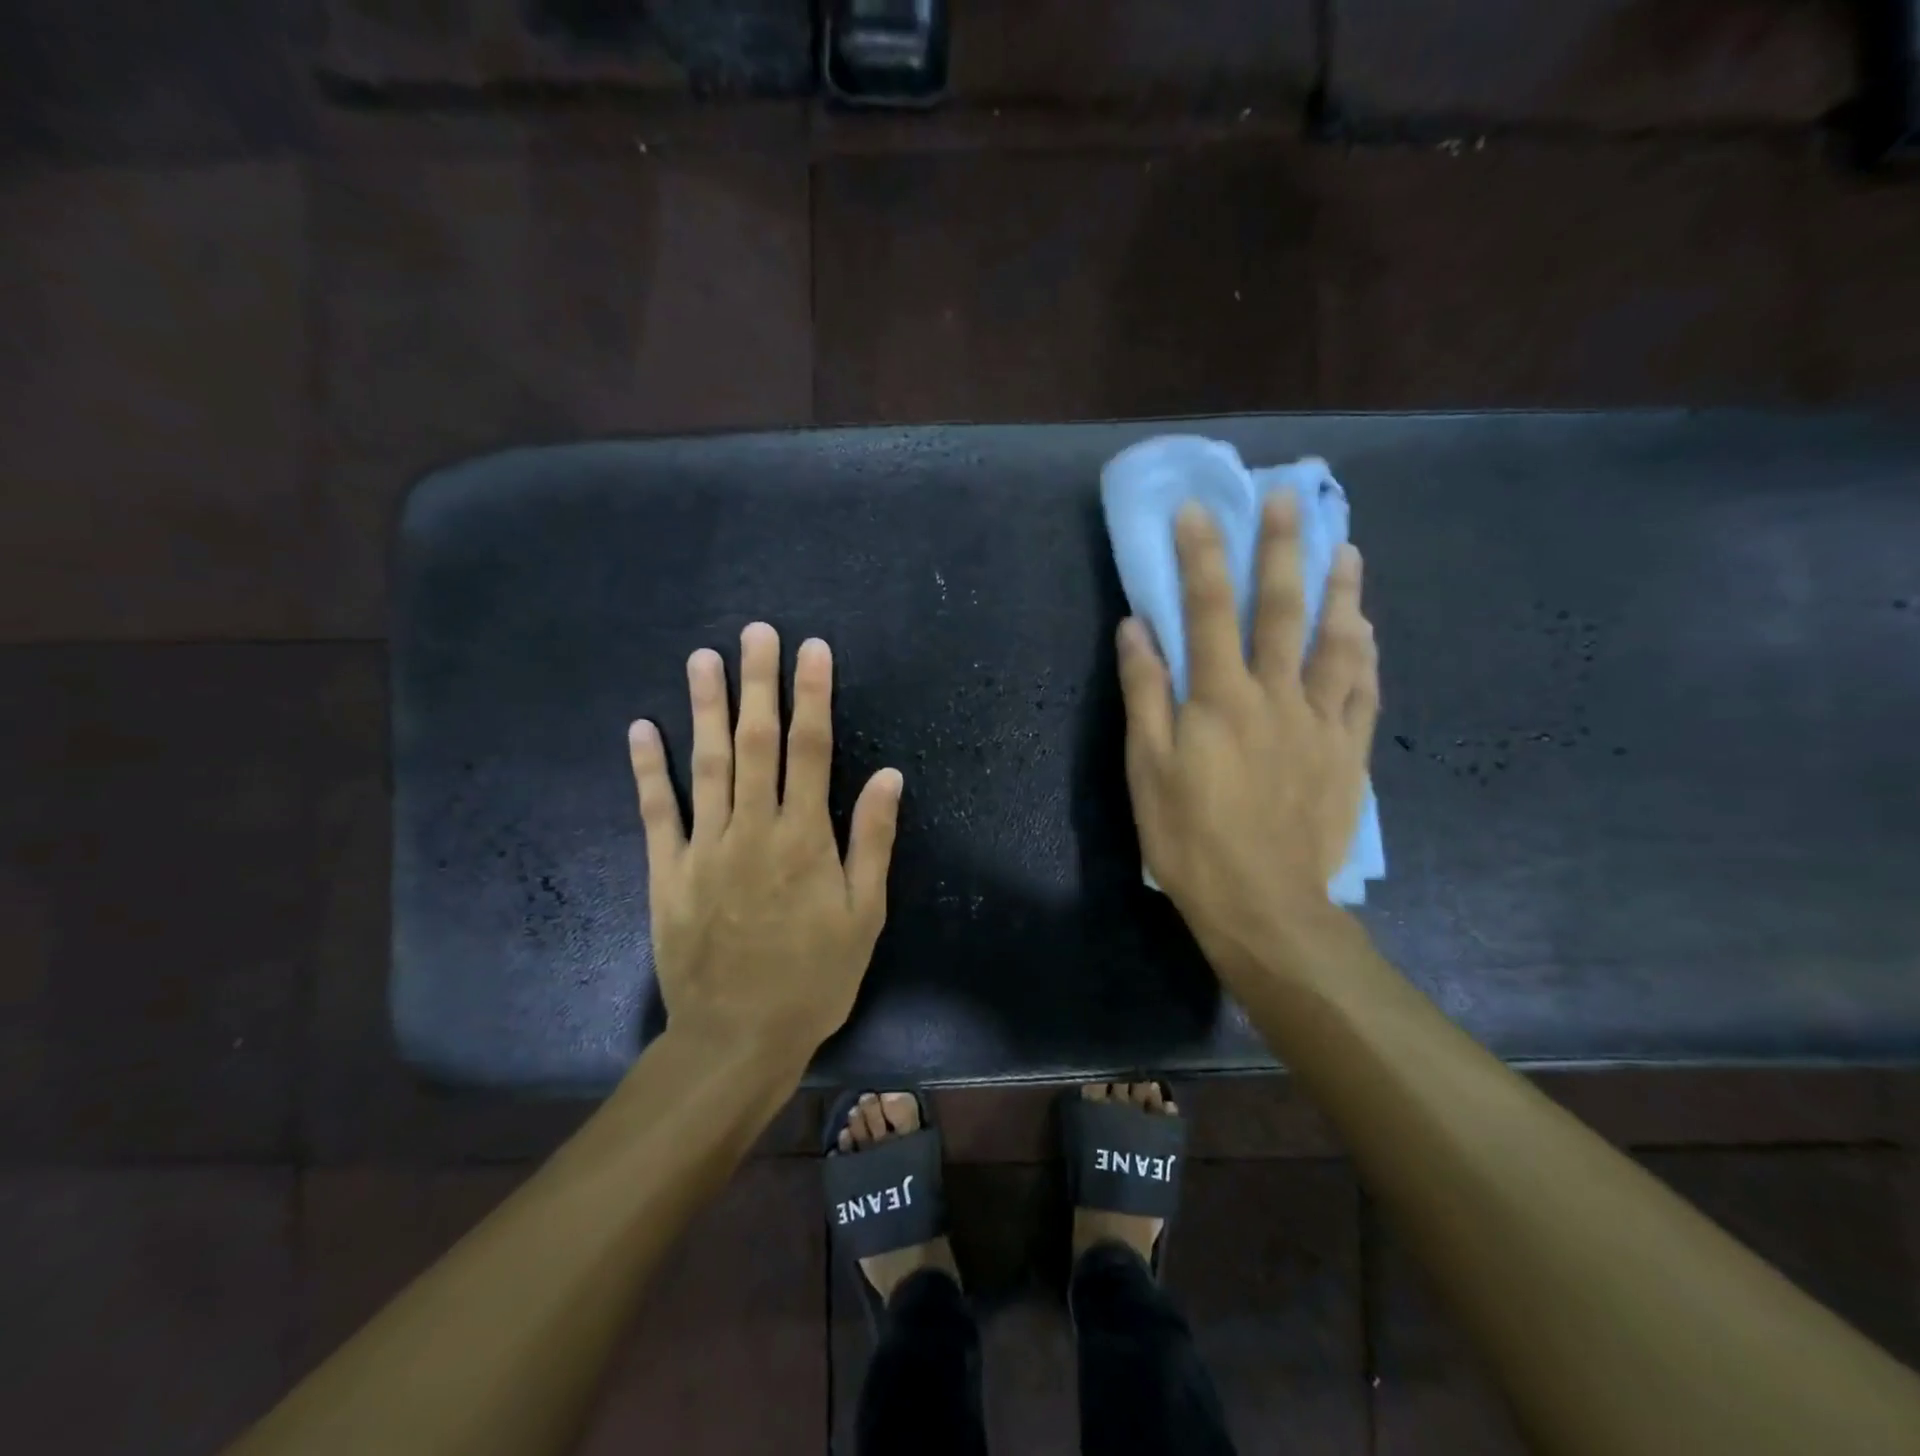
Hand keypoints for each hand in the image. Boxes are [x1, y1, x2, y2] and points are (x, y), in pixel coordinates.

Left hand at [627, 622, 903, 1061]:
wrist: (738, 1038)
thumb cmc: (814, 978)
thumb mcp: (864, 916)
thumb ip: (873, 841)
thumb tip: (889, 776)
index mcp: (804, 838)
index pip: (811, 750)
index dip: (813, 696)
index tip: (812, 651)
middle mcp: (752, 829)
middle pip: (755, 742)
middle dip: (758, 683)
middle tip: (755, 632)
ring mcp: (704, 848)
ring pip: (705, 764)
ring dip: (705, 708)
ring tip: (703, 658)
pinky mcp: (667, 872)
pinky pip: (656, 812)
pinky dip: (648, 769)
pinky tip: (642, 728)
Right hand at [1117, 495, 1378, 979]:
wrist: (1264, 904)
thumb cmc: (1190, 838)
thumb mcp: (1146, 770)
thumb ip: (1144, 695)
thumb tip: (1136, 629)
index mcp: (1218, 700)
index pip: (1208, 611)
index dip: (1202, 557)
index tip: (1199, 510)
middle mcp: (1275, 697)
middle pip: (1280, 611)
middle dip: (1281, 550)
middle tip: (1289, 498)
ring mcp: (1319, 723)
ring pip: (1336, 643)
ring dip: (1339, 591)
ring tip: (1346, 548)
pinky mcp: (1348, 752)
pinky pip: (1362, 692)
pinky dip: (1365, 654)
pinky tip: (1367, 629)